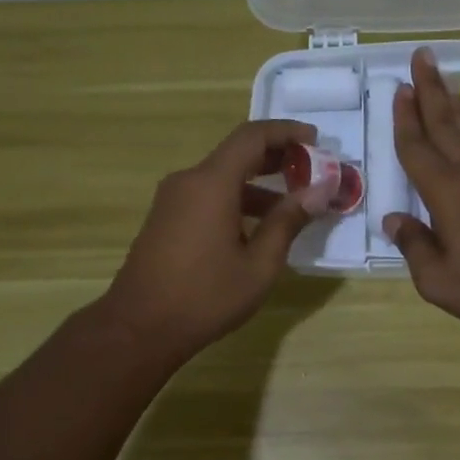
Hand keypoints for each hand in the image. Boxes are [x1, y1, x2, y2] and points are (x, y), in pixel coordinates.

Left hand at [102, 119, 329, 360]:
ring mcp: (172, 200)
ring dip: (259, 185)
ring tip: (293, 207)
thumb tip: (319, 191)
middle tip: (311, 172)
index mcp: (211, 183)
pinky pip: (207, 196)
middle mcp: (188, 181)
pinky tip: (258, 228)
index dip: (286, 132)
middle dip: (276, 158)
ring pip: (222, 178)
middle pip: (237, 154)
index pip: (252, 137)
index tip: (316, 139)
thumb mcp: (259, 264)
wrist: (140, 327)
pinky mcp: (166, 219)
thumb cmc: (206, 297)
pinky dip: (237, 201)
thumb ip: (288, 222)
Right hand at [383, 48, 459, 329]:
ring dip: (454, 104)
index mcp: (446, 193)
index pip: (417, 148)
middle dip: (429, 90)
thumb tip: (393, 219)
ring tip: (443, 82)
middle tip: (422, 56)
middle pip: (445, 124)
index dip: (404, 119)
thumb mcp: (439, 279)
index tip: (398, 87)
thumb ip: (414, 246)